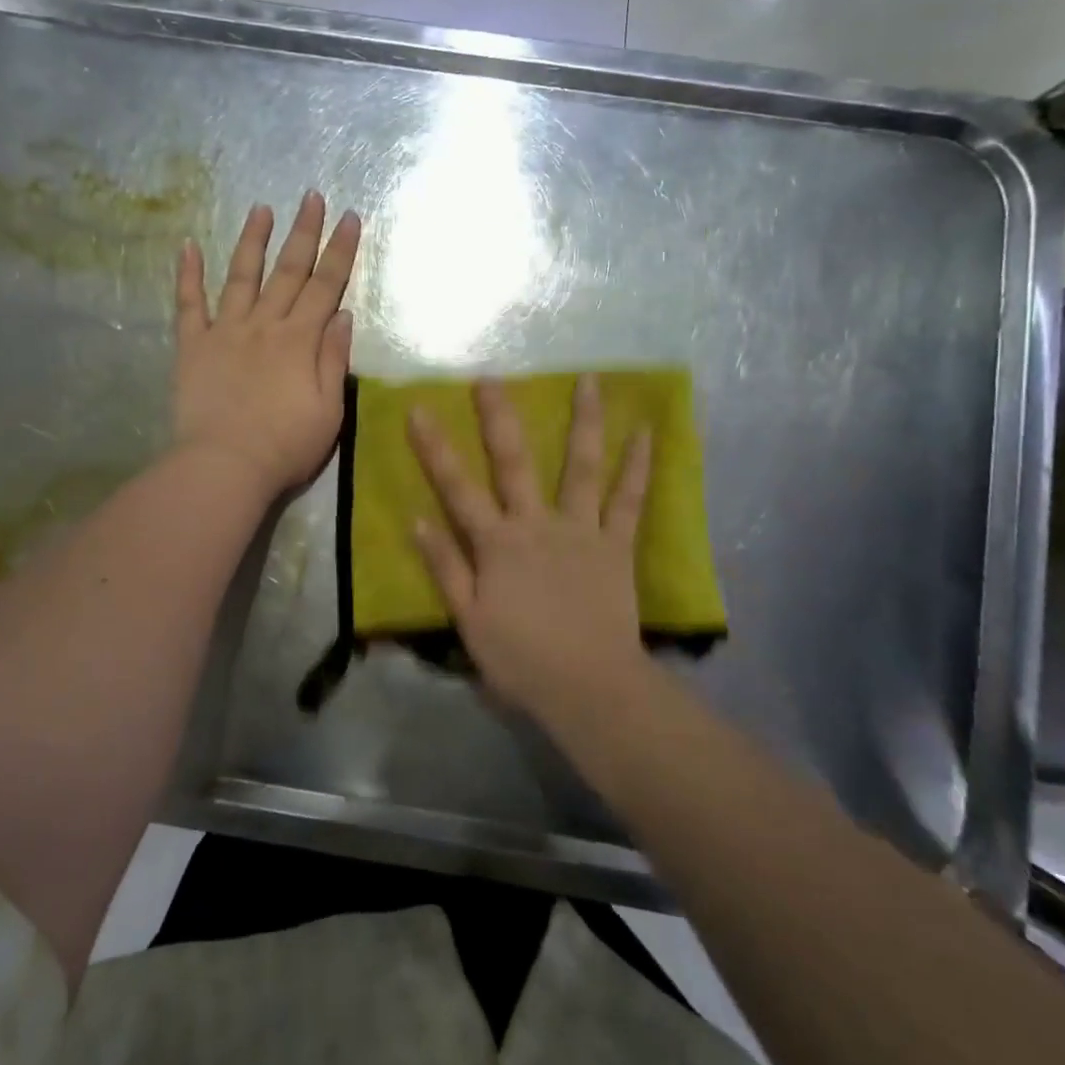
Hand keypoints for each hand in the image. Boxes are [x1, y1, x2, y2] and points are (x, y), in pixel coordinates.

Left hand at [174, 193, 361, 498]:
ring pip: (241, 277)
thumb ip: (334, 359)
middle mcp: (264, 325)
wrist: (226, 466)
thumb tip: (342, 315)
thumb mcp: (328, 410)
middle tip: (311, 195)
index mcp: (300, 340)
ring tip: (260, 208)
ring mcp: (225, 332)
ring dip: (252, 241)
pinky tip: (187, 246)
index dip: (340, 251)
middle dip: (303, 231)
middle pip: (288, 271)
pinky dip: (187, 275)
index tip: (350, 218)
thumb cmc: (286, 446)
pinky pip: (188, 305)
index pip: (325, 285)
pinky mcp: (192, 347)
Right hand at [407, 375, 653, 723]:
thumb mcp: (469, 621)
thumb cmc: (521, 660)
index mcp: (497, 543)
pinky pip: (629, 501)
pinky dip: (638, 467)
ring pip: (581, 467)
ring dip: (585, 421)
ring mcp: (581, 530)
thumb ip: (446, 567)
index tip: (419, 409)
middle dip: (500, 417)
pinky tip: (647, 433)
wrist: (590, 688)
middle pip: (515, 462)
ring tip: (591, 380)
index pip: (457, 488)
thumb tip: (417, 520)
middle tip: (492, 376)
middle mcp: (537, 524)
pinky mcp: (616, 545)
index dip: (435, 448)